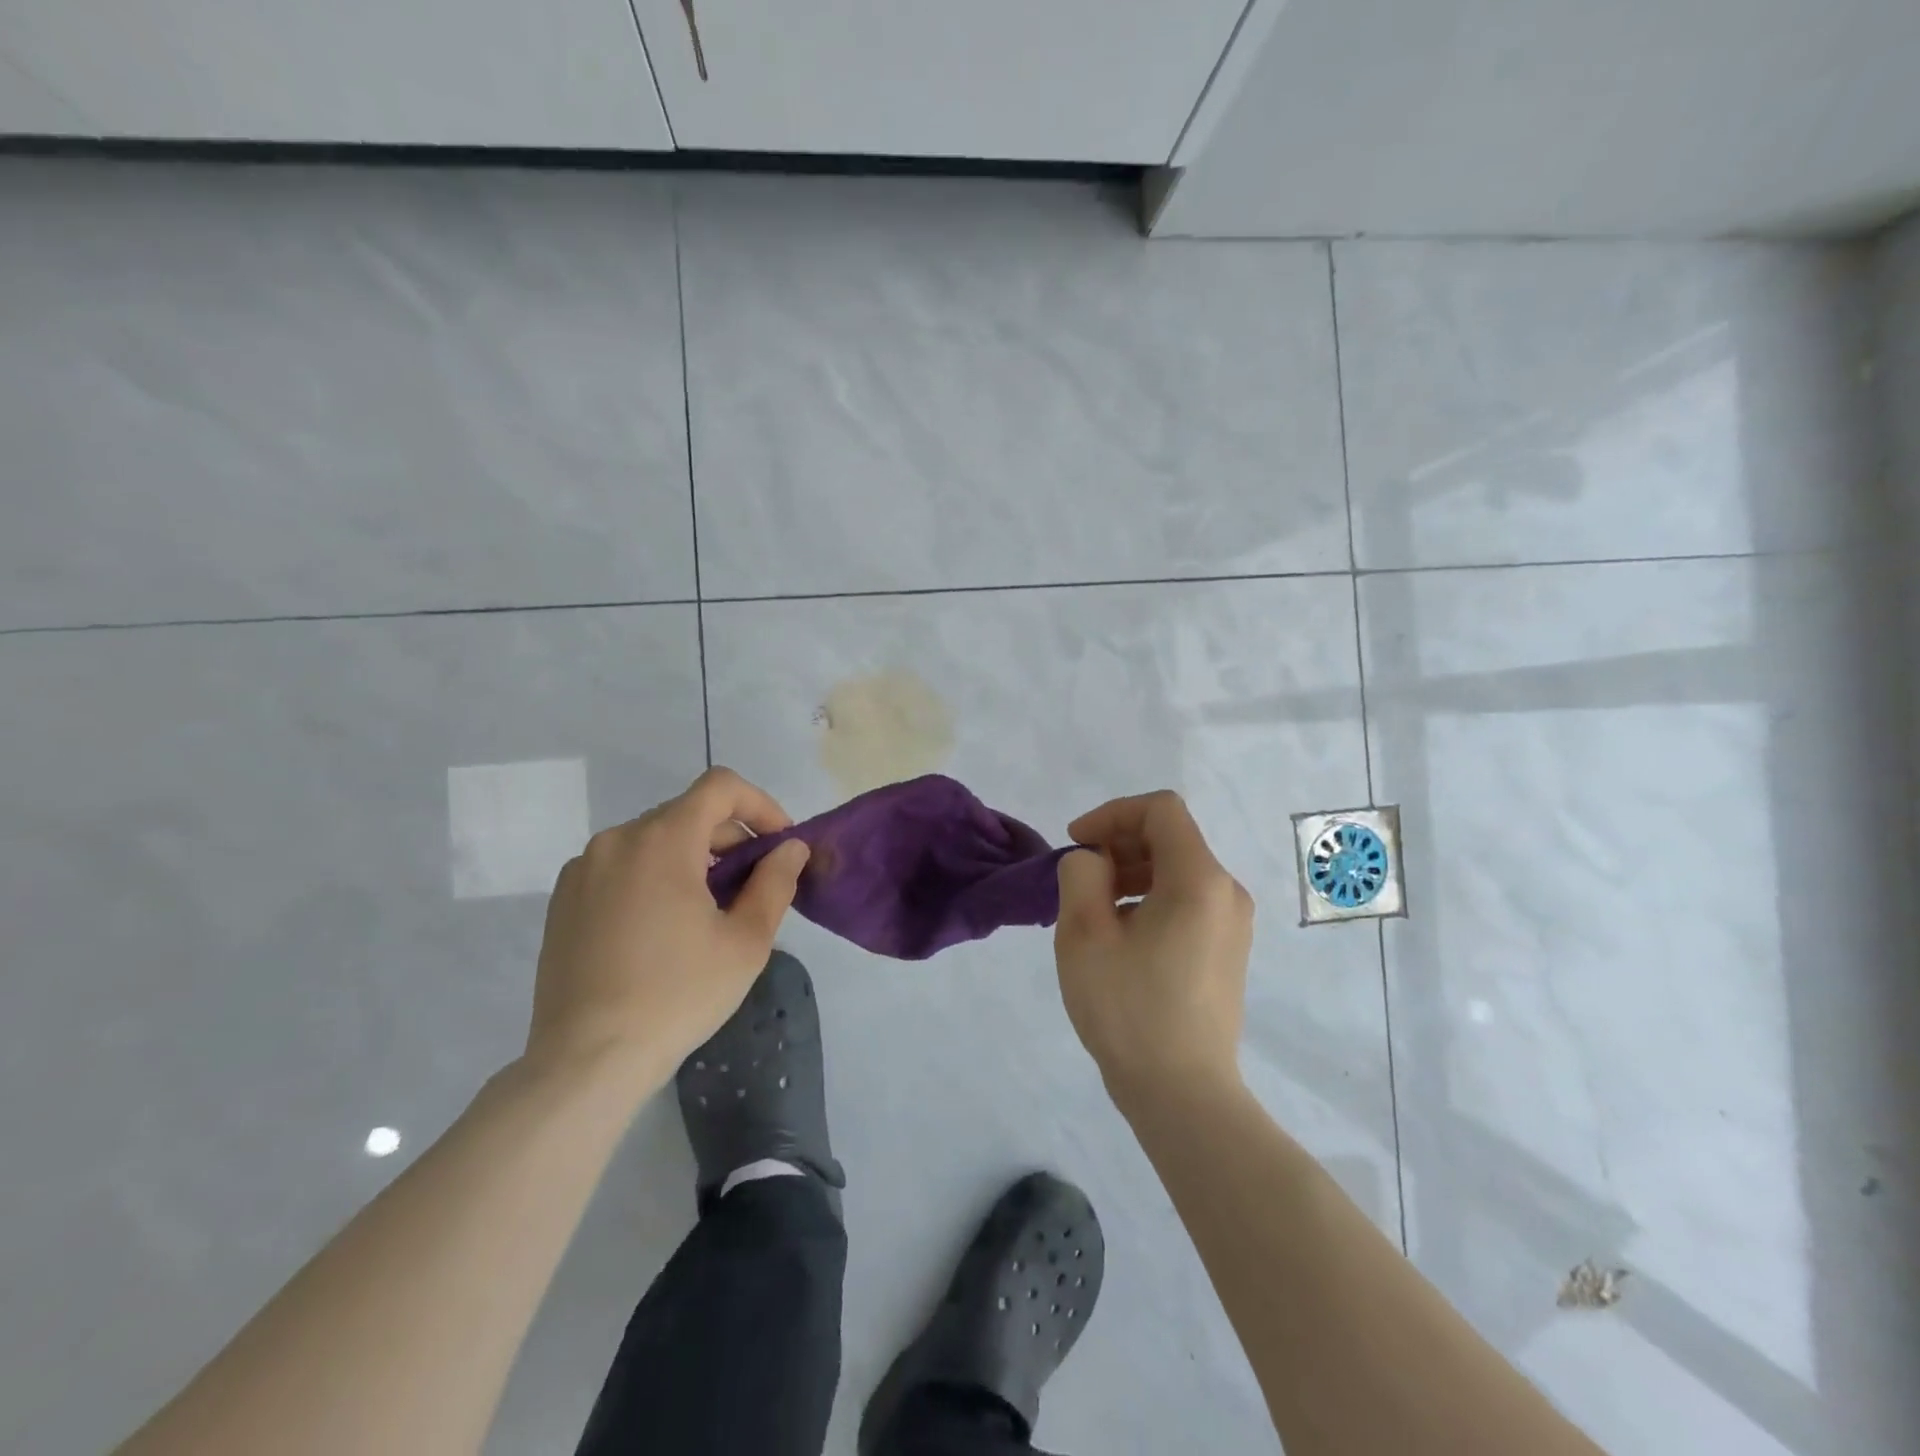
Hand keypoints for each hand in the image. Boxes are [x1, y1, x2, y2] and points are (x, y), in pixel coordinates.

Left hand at [526, 766, 810, 1088]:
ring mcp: (583, 869)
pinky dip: (655, 876)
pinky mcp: (564, 899)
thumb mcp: (746, 941)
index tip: (779, 844)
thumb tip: (790, 848)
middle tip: (754, 885)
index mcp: (662, 840)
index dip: (760, 805)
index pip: (719, 787)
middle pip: (688, 813)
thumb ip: (775, 882)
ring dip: (693, 858)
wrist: (587, 1060)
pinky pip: (622, 866)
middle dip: (730, 838)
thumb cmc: (677, 994)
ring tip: (711, 909)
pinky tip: (664, 927)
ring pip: (654, 840)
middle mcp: (616, 840)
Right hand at [1054, 791, 1253, 1104]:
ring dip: (1131, 872)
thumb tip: (1094, 861)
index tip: (1077, 844)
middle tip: (1080, 879)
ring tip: (1095, 910)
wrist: (1182, 1094)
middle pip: (1171, 837)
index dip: (1112, 814)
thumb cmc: (1129, 1009)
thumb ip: (1082, 874)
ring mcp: (1232, 924)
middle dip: (1119, 844)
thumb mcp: (1084, 934)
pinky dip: (1150, 898)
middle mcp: (1226, 892)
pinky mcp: (1227, 950)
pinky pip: (1187, 900)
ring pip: (1178, 869)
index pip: (1160, 810)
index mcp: (1199, 880)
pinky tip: (1122, 937)